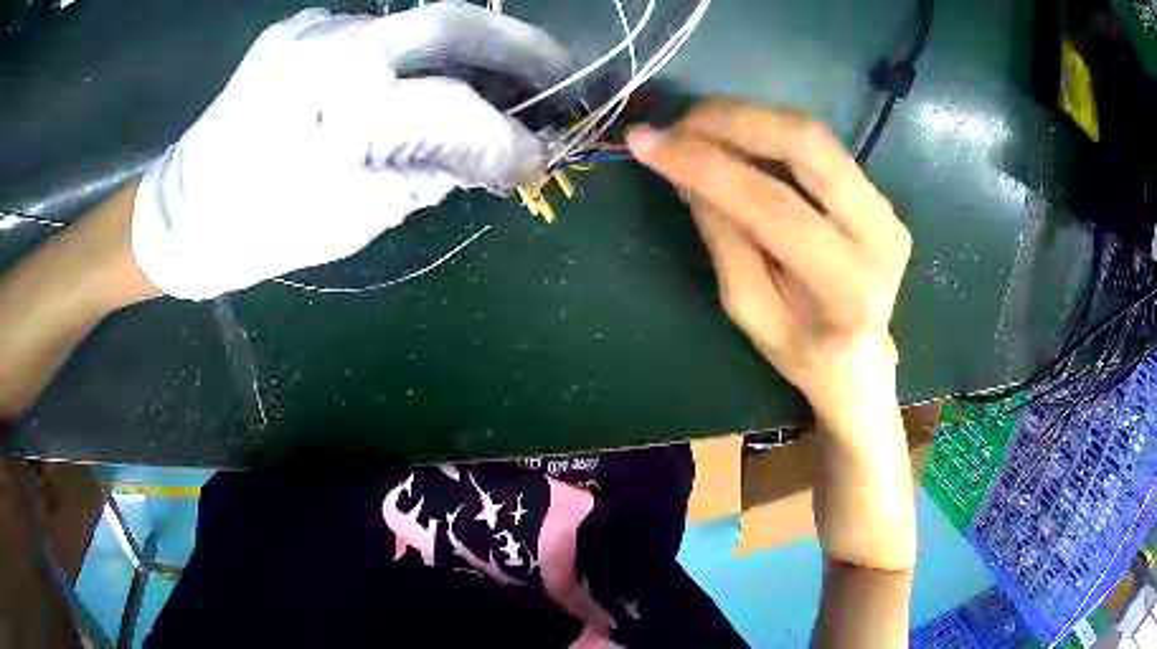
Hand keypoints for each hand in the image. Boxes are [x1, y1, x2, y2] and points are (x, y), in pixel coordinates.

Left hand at [132, 8, 543, 299]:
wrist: (184, 210)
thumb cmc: (258, 231)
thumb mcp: (352, 218)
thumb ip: (428, 174)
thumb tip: (493, 156)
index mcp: (333, 110)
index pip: (450, 108)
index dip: (507, 137)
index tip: (542, 161)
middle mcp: (328, 47)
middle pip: (449, 21)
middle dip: (520, 48)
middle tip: (565, 78)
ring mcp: (313, 28)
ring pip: (420, 23)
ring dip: (475, 51)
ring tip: (510, 85)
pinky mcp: (303, 28)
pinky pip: (382, 33)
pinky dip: (421, 55)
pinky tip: (433, 82)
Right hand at [628, 101, 911, 424]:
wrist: (860, 360)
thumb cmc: (801, 352)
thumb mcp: (749, 310)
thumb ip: (725, 238)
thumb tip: (687, 172)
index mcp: (847, 287)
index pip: (774, 208)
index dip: (706, 166)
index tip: (647, 142)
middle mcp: (880, 234)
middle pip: (807, 146)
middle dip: (733, 120)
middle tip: (678, 122)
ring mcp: (887, 208)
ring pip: (815, 135)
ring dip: (749, 118)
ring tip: (697, 125)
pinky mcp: (881, 194)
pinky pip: (820, 147)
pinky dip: (770, 132)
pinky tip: (735, 137)